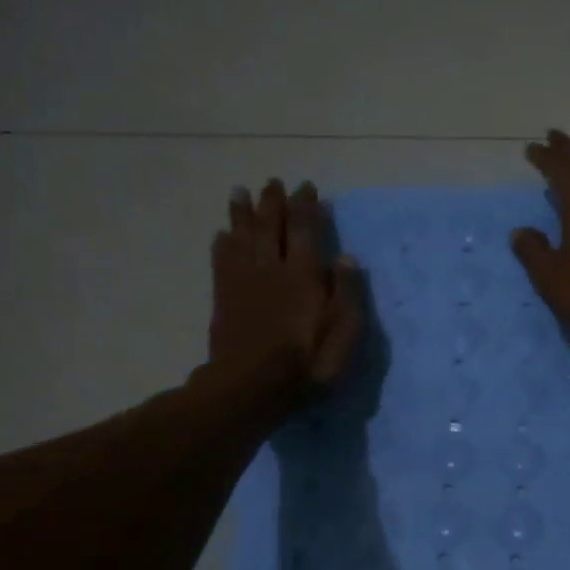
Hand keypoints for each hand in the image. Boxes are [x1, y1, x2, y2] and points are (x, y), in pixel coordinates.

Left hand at [206, 179, 361, 399]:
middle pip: (269, 225)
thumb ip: (347, 293)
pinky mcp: (224, 297)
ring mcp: (243, 281)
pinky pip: (222, 260)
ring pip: (241, 236)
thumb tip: (347, 257)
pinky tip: (222, 233)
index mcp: (303, 274)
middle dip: (273, 202)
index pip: (304, 229)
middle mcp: (271, 268)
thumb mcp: (344, 333)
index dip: (306, 207)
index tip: (308, 188)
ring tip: (240, 192)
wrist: (251, 386)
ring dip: (242, 212)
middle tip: (274, 182)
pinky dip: (223, 242)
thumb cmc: (308, 363)